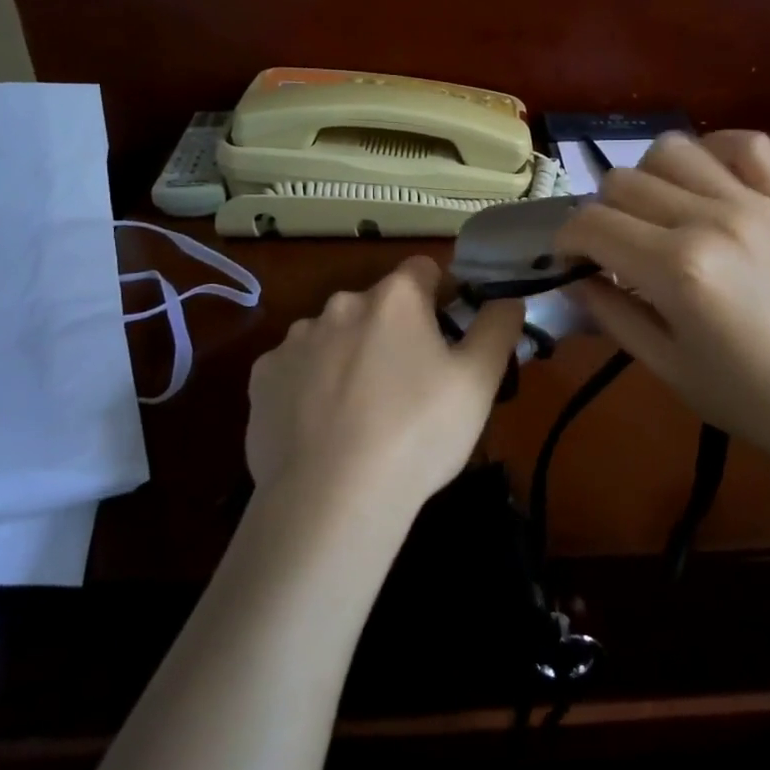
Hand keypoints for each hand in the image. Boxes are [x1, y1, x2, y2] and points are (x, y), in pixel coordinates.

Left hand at [245, 256, 525, 526]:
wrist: (331, 500)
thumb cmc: (418, 433)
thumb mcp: (479, 381)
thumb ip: (498, 326)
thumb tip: (506, 296)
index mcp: (395, 298)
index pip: (424, 269)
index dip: (441, 297)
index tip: (448, 338)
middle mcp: (341, 304)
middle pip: (377, 305)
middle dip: (394, 332)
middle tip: (409, 387)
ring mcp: (295, 340)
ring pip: (334, 336)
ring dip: (350, 356)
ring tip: (362, 414)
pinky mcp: (262, 377)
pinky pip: (296, 369)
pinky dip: (310, 386)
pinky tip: (321, 427)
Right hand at [555, 131, 769, 480]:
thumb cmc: (749, 399)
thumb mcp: (666, 367)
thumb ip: (611, 314)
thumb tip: (573, 279)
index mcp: (677, 270)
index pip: (591, 224)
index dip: (565, 242)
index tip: (570, 263)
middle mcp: (712, 221)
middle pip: (623, 182)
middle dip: (600, 215)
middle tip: (612, 251)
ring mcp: (757, 203)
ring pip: (673, 150)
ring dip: (647, 179)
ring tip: (656, 215)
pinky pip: (747, 144)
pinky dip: (715, 151)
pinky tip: (706, 183)